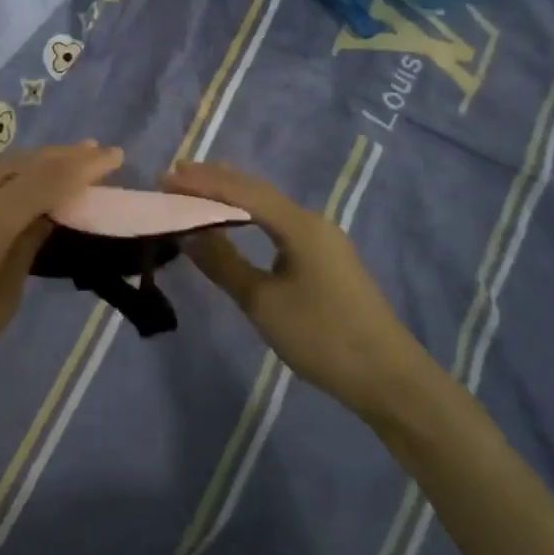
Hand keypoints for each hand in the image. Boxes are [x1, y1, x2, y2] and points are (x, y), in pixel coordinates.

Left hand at [0, 143, 124, 428]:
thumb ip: (25, 250)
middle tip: (94, 154)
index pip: (45, 179)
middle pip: (17, 163)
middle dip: (59, 156)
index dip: (83, 165)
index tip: (114, 156)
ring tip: (59, 169)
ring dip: (26, 168)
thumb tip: (48, 214)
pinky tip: (10, 194)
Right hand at [161, 161, 432, 424]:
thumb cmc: (322, 337)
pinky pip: (278, 223)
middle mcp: (311, 221)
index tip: (165, 177)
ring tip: (195, 192)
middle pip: (257, 190)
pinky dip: (249, 216)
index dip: (202, 182)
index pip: (242, 191)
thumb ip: (223, 264)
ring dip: (232, 196)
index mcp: (299, 225)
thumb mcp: (263, 302)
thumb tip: (187, 234)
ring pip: (269, 206)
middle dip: (215, 180)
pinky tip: (235, 223)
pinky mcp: (325, 258)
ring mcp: (322, 239)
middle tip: (174, 177)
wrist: (388, 377)